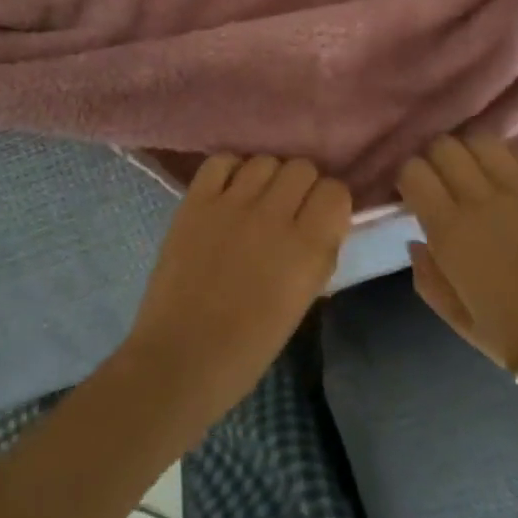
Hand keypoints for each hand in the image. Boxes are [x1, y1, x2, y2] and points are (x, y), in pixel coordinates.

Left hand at [123, 154, 351, 422]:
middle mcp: (273, 216)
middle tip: (287, 211)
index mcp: (307, 248)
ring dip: (267, 178)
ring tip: (255, 201)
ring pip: (265, 160)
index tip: (320, 218)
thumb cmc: (249, 347)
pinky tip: (227, 192)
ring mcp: (231, 204)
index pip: (336, 191)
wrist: (181, 357)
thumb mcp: (302, 302)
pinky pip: (221, 161)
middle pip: (302, 167)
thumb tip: (322, 225)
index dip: (330, 203)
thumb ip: (317, 256)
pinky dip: (229, 171)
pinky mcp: (196, 201)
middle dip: (301, 187)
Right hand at [397, 134, 517, 375]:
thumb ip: (426, 276)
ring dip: (469, 152)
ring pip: (480, 140)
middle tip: (441, 180)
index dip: (408, 177)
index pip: (413, 171)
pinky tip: (507, 178)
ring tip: (474, 172)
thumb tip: (415, 241)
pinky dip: (504, 158)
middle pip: (443, 147)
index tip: (414, 193)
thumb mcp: (455, 317)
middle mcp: (481, 200)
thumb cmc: (514, 337)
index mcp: (450, 232)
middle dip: (434, 159)